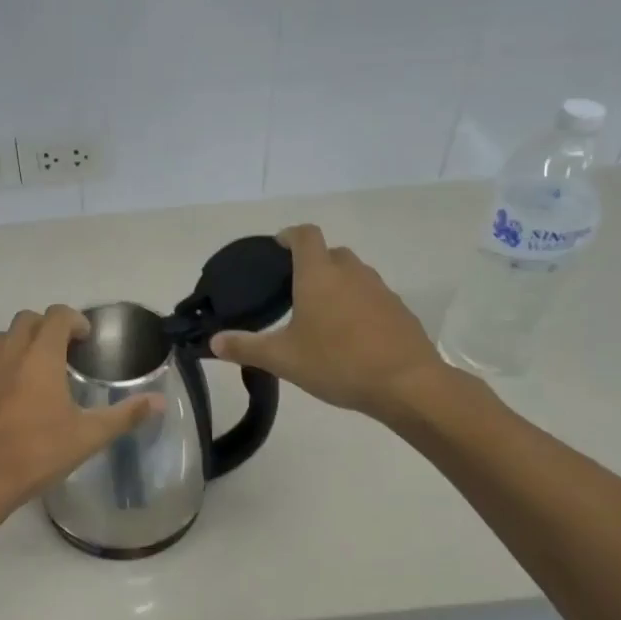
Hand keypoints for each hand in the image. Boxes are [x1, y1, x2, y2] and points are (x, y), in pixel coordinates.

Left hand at [0, 306, 162, 525]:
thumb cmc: (36, 454)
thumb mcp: (88, 437)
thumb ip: (125, 415)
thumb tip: (159, 401)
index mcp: (41, 357)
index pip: (57, 315)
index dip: (75, 320)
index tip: (86, 339)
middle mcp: (9, 355)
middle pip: (27, 320)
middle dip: (47, 326)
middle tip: (65, 351)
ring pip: (2, 340)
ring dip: (22, 343)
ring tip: (38, 371)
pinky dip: (1, 370)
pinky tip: (10, 400)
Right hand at [212, 225, 456, 422]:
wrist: (406, 384)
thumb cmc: (337, 363)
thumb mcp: (283, 359)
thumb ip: (246, 347)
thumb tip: (213, 342)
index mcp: (319, 275)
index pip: (305, 235)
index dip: (289, 235)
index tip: (277, 247)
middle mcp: (351, 272)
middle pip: (330, 253)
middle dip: (312, 263)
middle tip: (293, 289)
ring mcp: (380, 289)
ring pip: (354, 274)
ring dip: (337, 284)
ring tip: (320, 314)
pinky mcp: (399, 310)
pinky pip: (372, 296)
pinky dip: (357, 305)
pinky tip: (349, 335)